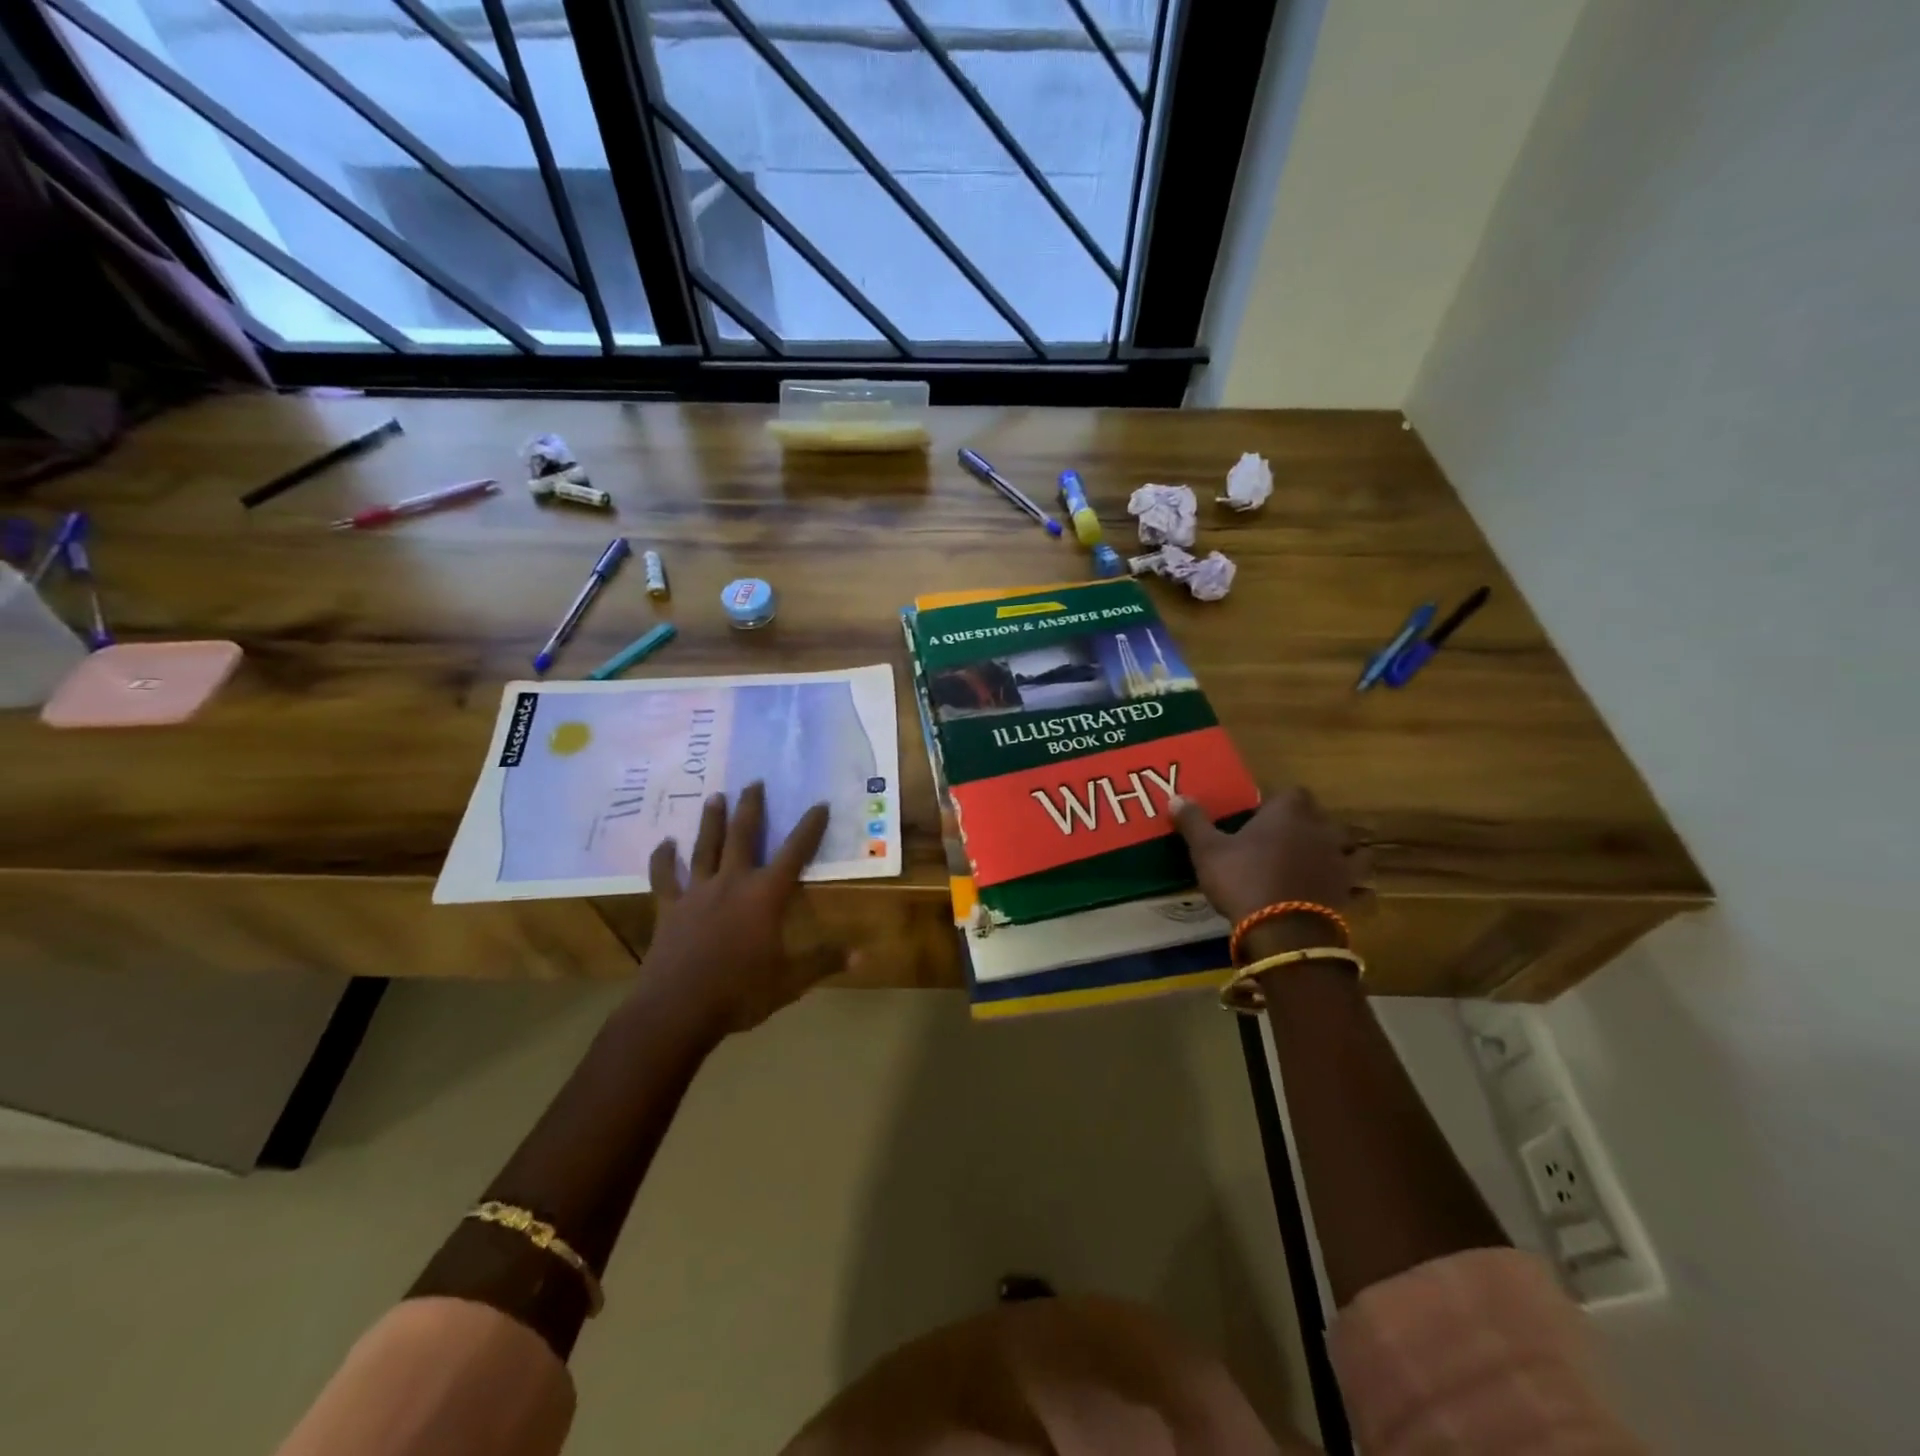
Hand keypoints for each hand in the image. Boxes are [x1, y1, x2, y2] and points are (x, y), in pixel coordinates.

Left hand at [641, 783, 854, 1036]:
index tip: (820, 804)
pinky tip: (664, 844)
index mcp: (765, 896)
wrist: (677, 1010)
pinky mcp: (669, 908)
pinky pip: (664, 878)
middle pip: (744, 836)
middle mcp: (732, 882)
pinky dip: (663, 860)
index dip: (810, 827)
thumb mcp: (790, 981)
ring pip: (706, 847)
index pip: (795, 852)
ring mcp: (697, 893)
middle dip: (751, 808)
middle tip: (754, 781)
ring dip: (712, 821)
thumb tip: (863, 954)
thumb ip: (824, 961)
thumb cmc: (740, 993)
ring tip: (715, 796)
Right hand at [1171, 786, 1369, 927]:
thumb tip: (1176, 796)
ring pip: (1353, 849)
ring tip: (1324, 863)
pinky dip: (1354, 888)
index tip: (1263, 816)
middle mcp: (1321, 830)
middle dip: (1311, 827)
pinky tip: (1344, 895)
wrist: (1282, 930)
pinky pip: (1359, 886)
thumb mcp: (1207, 850)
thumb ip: (1194, 821)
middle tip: (1288, 841)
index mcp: (1288, 812)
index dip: (1280, 803)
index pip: (1293, 793)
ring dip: (1342, 854)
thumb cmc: (1242, 879)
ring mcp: (1339, 861)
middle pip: (1324, 819)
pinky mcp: (1348, 892)